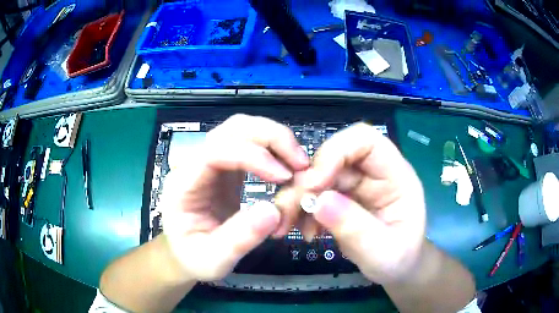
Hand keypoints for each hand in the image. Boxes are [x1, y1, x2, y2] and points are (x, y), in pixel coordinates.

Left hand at [160, 114, 308, 281]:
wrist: (184, 252)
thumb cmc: (193, 257)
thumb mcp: (213, 258)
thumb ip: (239, 238)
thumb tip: (274, 211)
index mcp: (183, 183)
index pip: (216, 151)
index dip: (253, 156)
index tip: (285, 177)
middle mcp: (195, 163)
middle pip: (233, 128)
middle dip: (271, 137)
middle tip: (301, 163)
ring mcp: (211, 161)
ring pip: (244, 129)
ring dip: (275, 139)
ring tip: (298, 164)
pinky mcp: (226, 167)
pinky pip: (251, 144)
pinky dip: (274, 149)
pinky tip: (287, 167)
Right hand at [293, 123, 425, 283]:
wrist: (397, 268)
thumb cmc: (399, 259)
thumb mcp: (383, 252)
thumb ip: (356, 229)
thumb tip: (318, 201)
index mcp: (396, 176)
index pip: (365, 140)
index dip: (336, 151)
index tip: (314, 184)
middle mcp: (374, 173)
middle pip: (333, 157)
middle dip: (307, 182)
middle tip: (289, 211)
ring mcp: (357, 185)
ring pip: (318, 175)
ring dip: (297, 198)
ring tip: (289, 225)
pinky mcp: (342, 198)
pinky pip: (314, 194)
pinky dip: (301, 210)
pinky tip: (306, 231)